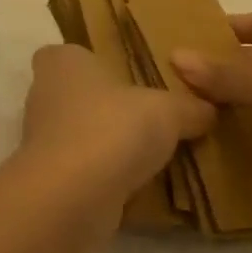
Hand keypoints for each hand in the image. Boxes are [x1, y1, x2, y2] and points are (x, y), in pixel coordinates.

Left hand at [16, 44, 211, 237]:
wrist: (71, 199)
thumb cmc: (112, 129)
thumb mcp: (168, 111)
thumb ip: (189, 107)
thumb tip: (209, 110)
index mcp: (63, 62)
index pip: (70, 53)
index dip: (93, 61)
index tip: (125, 74)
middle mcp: (44, 95)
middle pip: (77, 95)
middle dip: (107, 105)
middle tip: (149, 114)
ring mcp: (42, 140)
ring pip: (80, 134)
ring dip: (106, 144)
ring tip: (151, 153)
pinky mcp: (50, 179)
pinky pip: (83, 170)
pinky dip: (104, 176)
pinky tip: (137, 185)